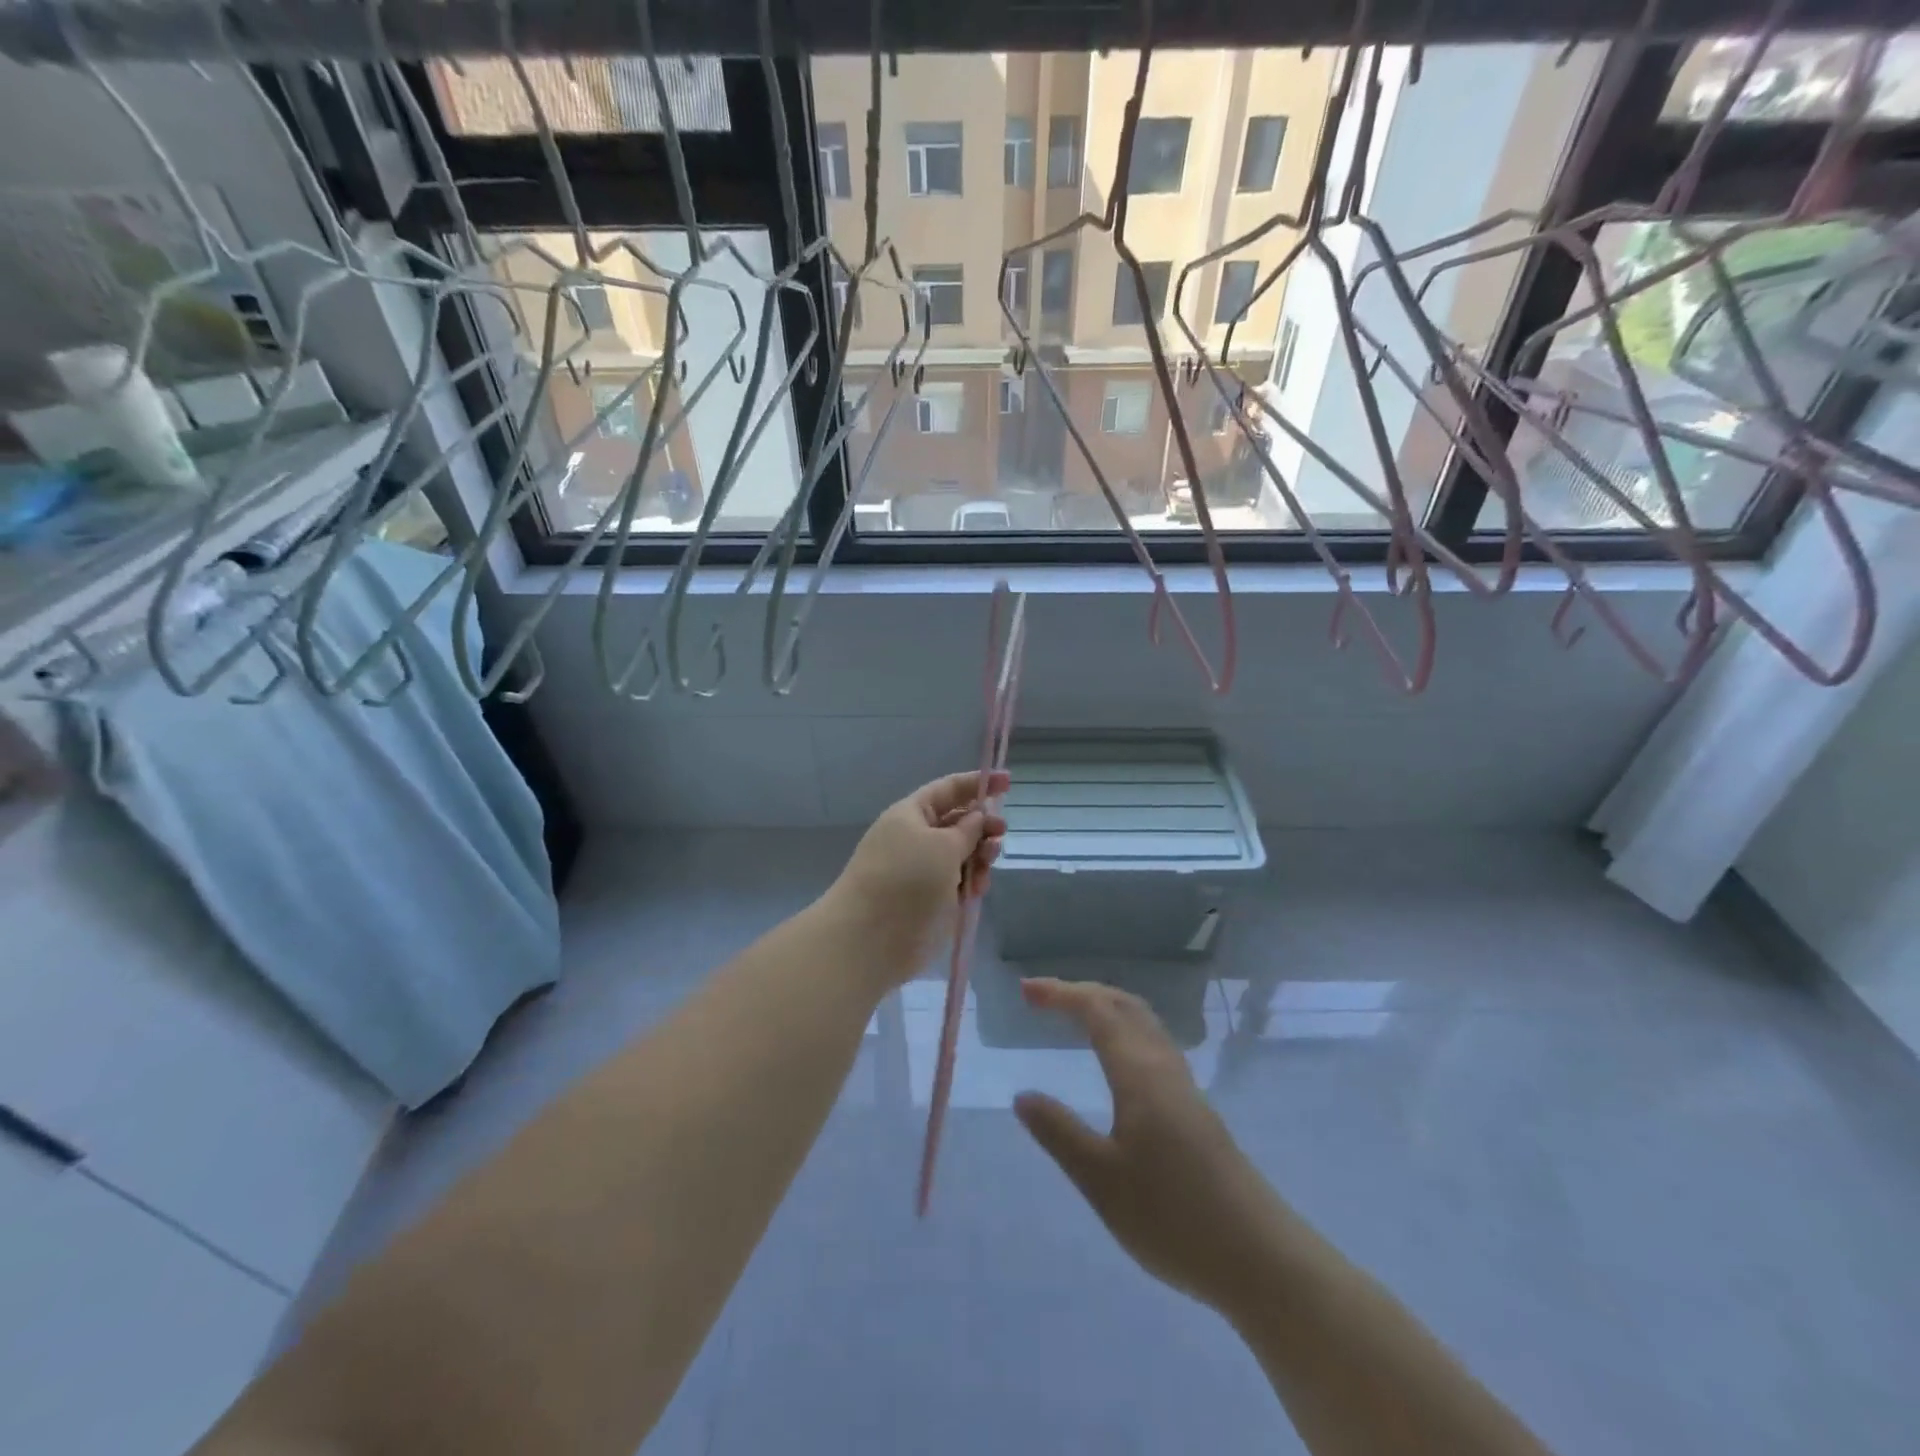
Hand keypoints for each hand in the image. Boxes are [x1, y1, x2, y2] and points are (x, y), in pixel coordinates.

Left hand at [825, 770, 1007, 986]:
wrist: (870, 938)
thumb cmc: (906, 879)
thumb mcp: (942, 846)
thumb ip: (967, 830)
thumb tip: (978, 817)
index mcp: (911, 814)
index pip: (949, 789)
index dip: (978, 783)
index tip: (1009, 782)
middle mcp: (916, 838)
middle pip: (958, 822)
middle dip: (982, 825)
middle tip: (1000, 834)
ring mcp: (923, 869)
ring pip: (962, 853)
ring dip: (980, 856)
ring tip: (987, 865)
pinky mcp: (931, 898)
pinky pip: (959, 880)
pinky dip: (972, 881)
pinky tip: (978, 890)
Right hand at [1014, 978, 1282, 1314]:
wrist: (1260, 1259)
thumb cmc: (1173, 1217)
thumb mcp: (1101, 1181)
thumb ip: (1060, 1133)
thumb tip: (1023, 1096)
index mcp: (1139, 1073)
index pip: (1097, 1011)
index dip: (1061, 993)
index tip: (1026, 990)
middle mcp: (1164, 1067)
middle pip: (1124, 1005)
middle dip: (1082, 992)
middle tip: (1042, 997)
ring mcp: (1185, 1087)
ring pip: (1143, 1023)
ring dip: (1106, 1007)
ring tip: (1074, 1015)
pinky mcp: (1196, 1110)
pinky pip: (1153, 1044)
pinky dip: (1124, 1030)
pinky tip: (1117, 1059)